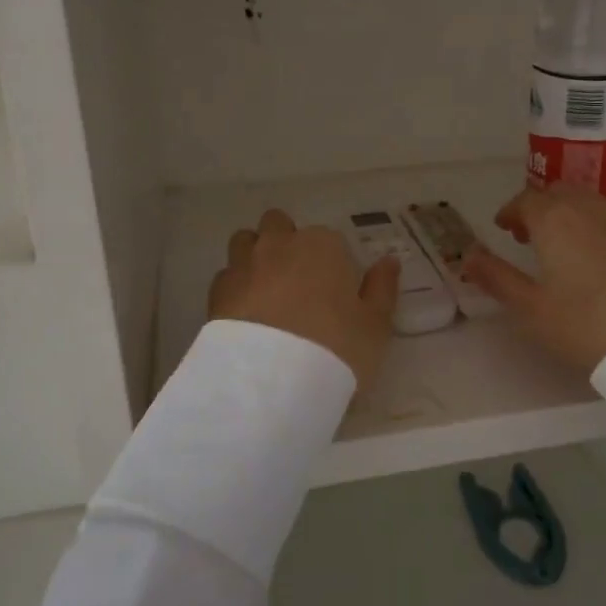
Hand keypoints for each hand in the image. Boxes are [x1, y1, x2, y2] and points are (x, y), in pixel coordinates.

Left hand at [208, 209, 400, 388]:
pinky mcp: (216, 292)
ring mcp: (243, 265)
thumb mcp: (376, 324)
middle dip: (286, 243)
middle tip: (299, 281)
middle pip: (278, 225)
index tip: (336, 290)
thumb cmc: (336, 346)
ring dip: (255, 256)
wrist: (271, 381)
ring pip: (245, 241)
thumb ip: (382, 288)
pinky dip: (236, 287)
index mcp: (322, 245)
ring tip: (267, 291)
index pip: (329, 239)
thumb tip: (388, 262)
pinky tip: (246, 314)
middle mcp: (279, 244)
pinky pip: (226, 276)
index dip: (332, 262)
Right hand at [462, 184, 605, 372]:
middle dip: (536, 206)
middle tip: (524, 233)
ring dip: (563, 211)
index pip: (526, 200)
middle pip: (556, 192)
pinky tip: (587, 255)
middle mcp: (585, 210)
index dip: (510, 211)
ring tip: (555, 242)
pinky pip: (605, 216)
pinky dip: (587, 222)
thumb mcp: (531, 308)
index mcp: (553, 219)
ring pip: (583, 201)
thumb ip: (497, 278)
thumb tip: (467, 257)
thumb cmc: (585, 322)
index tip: (501, 227)